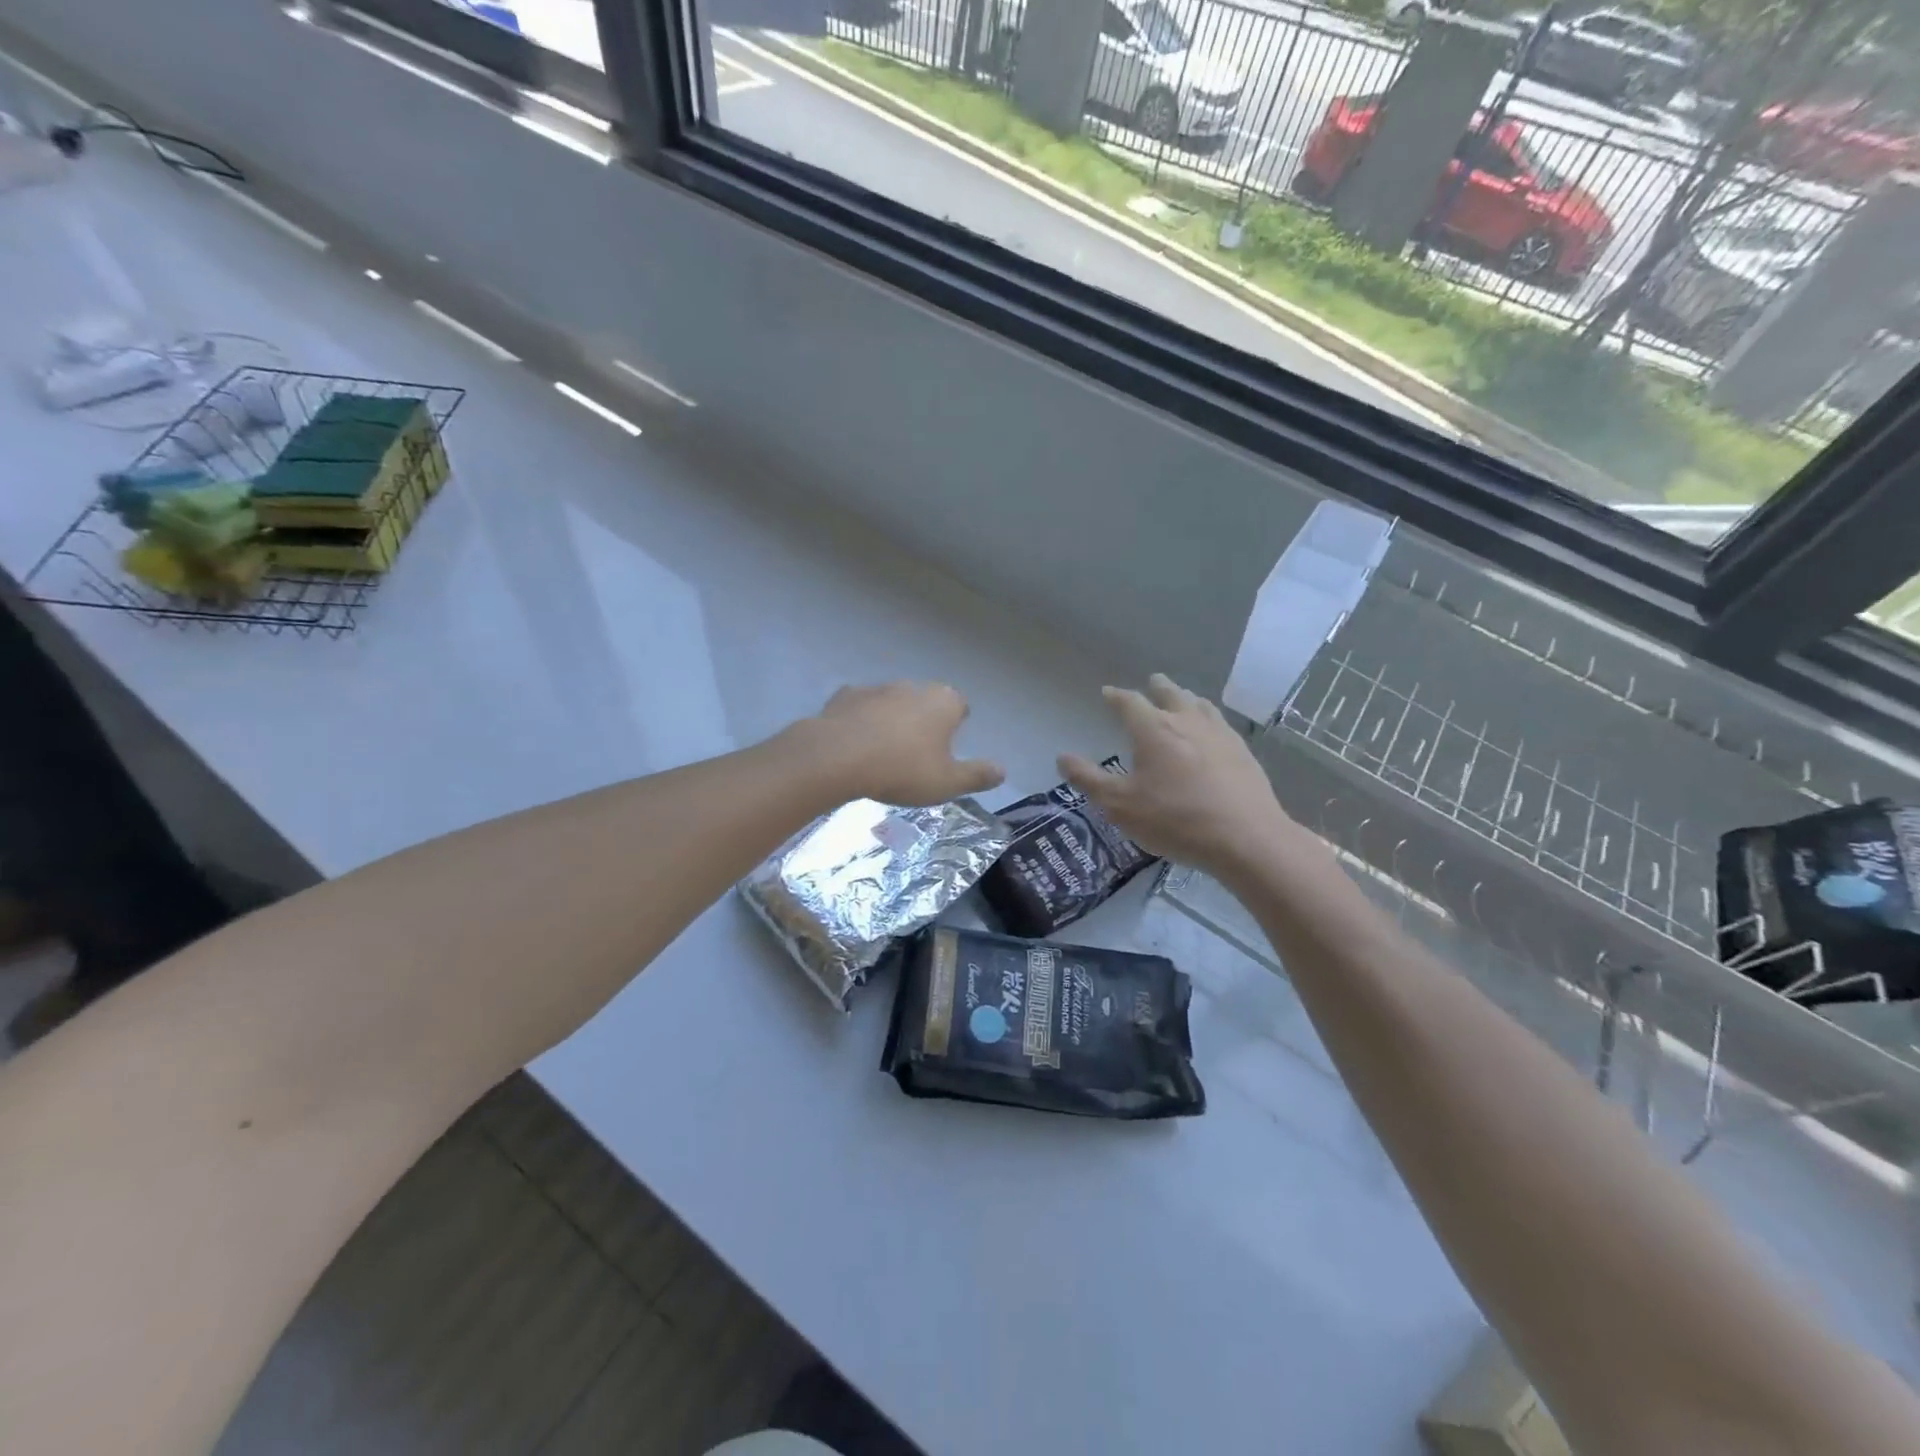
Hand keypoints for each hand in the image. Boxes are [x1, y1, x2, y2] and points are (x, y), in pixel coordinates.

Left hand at [794, 682, 1004, 806]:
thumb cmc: (902, 770)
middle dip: (924, 720)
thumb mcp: (947, 782)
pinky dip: (862, 721)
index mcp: (943, 702)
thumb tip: (1003, 771)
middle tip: (917, 752)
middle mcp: (913, 686)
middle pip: (926, 701)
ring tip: (884, 751)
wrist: (837, 757)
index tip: (950, 744)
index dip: (957, 723)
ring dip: (892, 719)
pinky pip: (861, 708)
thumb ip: (977, 775)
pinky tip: (855, 744)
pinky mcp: (845, 695)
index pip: (960, 706)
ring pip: (892, 702)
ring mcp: (877, 688)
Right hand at [1060, 674, 1297, 879]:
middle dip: (1157, 688)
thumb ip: (1089, 780)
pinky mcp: (1243, 752)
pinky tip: (1213, 732)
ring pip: (1200, 705)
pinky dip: (1208, 719)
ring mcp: (1220, 734)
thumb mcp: (1120, 806)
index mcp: (1153, 729)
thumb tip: (1062, 757)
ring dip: (1186, 698)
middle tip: (1152, 683)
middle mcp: (1186, 722)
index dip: (1116, 697)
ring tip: (1183, 700)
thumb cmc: (1175, 820)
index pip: (1130, 702)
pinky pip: (1221, 724)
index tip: (1108, 693)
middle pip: (1170, 694)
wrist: (1245, 837)